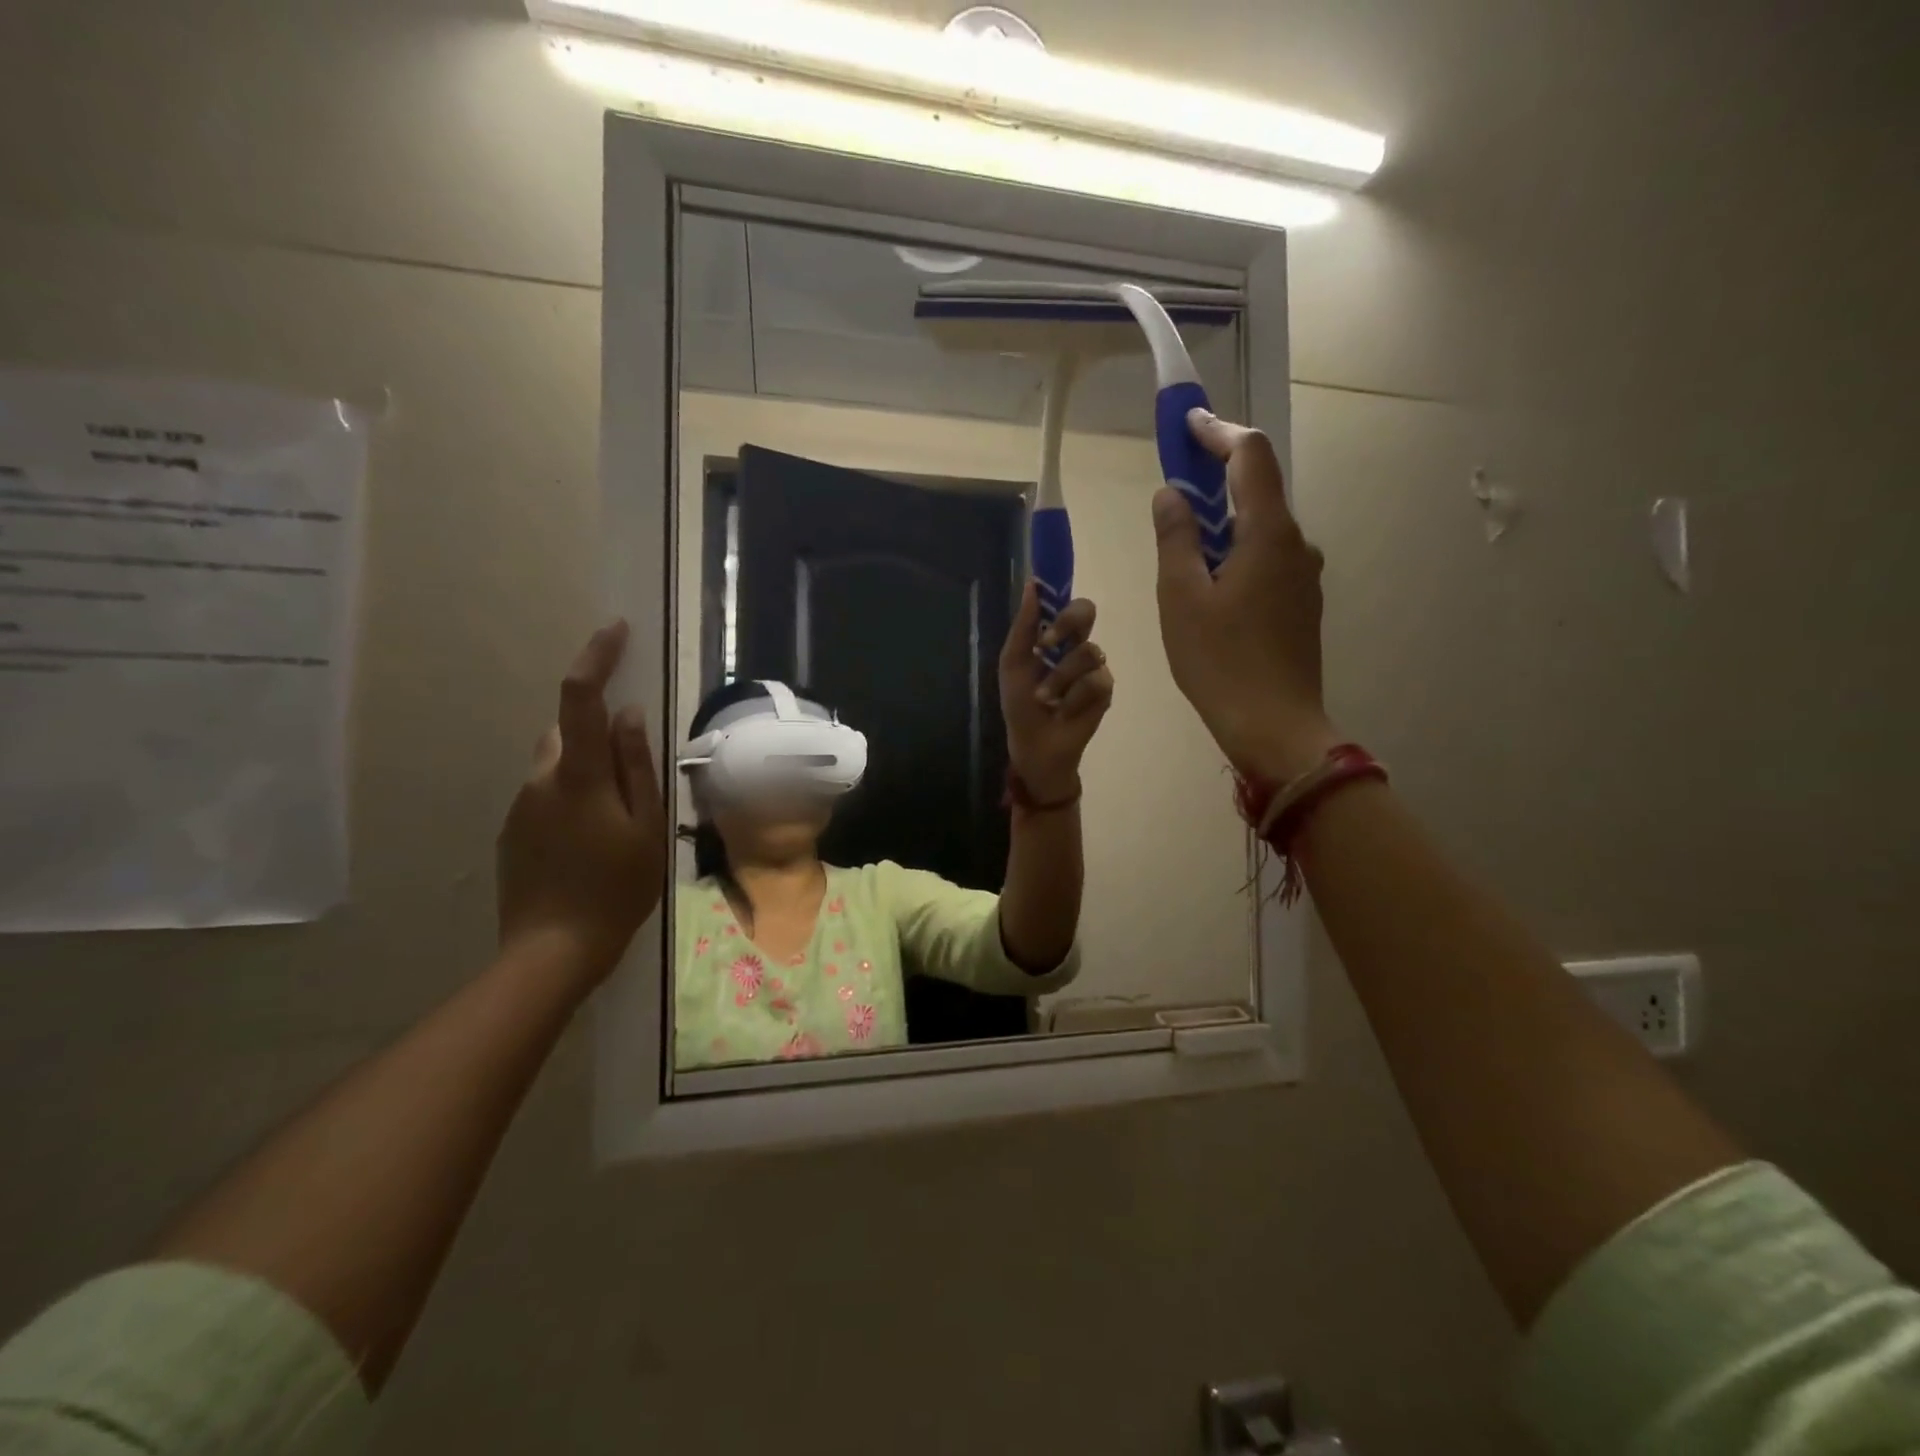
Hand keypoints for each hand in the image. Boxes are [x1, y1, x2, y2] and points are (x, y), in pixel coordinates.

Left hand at [497, 621, 666, 986]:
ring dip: (587, 770)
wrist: (551, 950)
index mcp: (579, 774)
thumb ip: (638, 765)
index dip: (597, 657)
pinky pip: (546, 794)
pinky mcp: (512, 831)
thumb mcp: (647, 826)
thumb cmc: (616, 887)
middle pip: (569, 731)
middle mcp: (540, 779)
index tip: (615, 630)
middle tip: (635, 775)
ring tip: (618, 820)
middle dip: (600, 732)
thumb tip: (630, 713)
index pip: (580, 697)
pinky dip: (571, 798)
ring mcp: (520, 806)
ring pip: (558, 764)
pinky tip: (591, 842)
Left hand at [999, 583, 1114, 801]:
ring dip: (1059, 678)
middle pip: (1086, 611)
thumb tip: (1031, 584)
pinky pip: (1095, 681)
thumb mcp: (1013, 664)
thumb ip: (1024, 627)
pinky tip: (1064, 711)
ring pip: (1088, 652)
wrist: (1034, 744)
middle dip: (1067, 623)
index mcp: (1054, 637)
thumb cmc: (1020, 704)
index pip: (1065, 603)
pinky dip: (1073, 698)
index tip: (1046, 591)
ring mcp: (1094, 667)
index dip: (1060, 593)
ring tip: (1045, 698)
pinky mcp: (1106, 690)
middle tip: (1046, 644)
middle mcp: (1077, 645)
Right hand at [1153, 410, 1340, 781]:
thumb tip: (1171, 494)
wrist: (1274, 727)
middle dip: (1217, 476)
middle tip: (1174, 483)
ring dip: (1225, 520)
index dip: (1218, 432)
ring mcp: (1304, 576)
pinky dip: (1237, 551)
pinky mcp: (1302, 604)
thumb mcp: (1181, 598)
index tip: (1186, 423)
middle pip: (1259, 489)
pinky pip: (1267, 559)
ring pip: (1262, 528)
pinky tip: (1210, 583)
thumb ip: (1176, 538)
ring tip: (1184, 542)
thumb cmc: (1219, 661)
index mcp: (1268, 534)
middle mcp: (1297, 544)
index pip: (1250, 457)